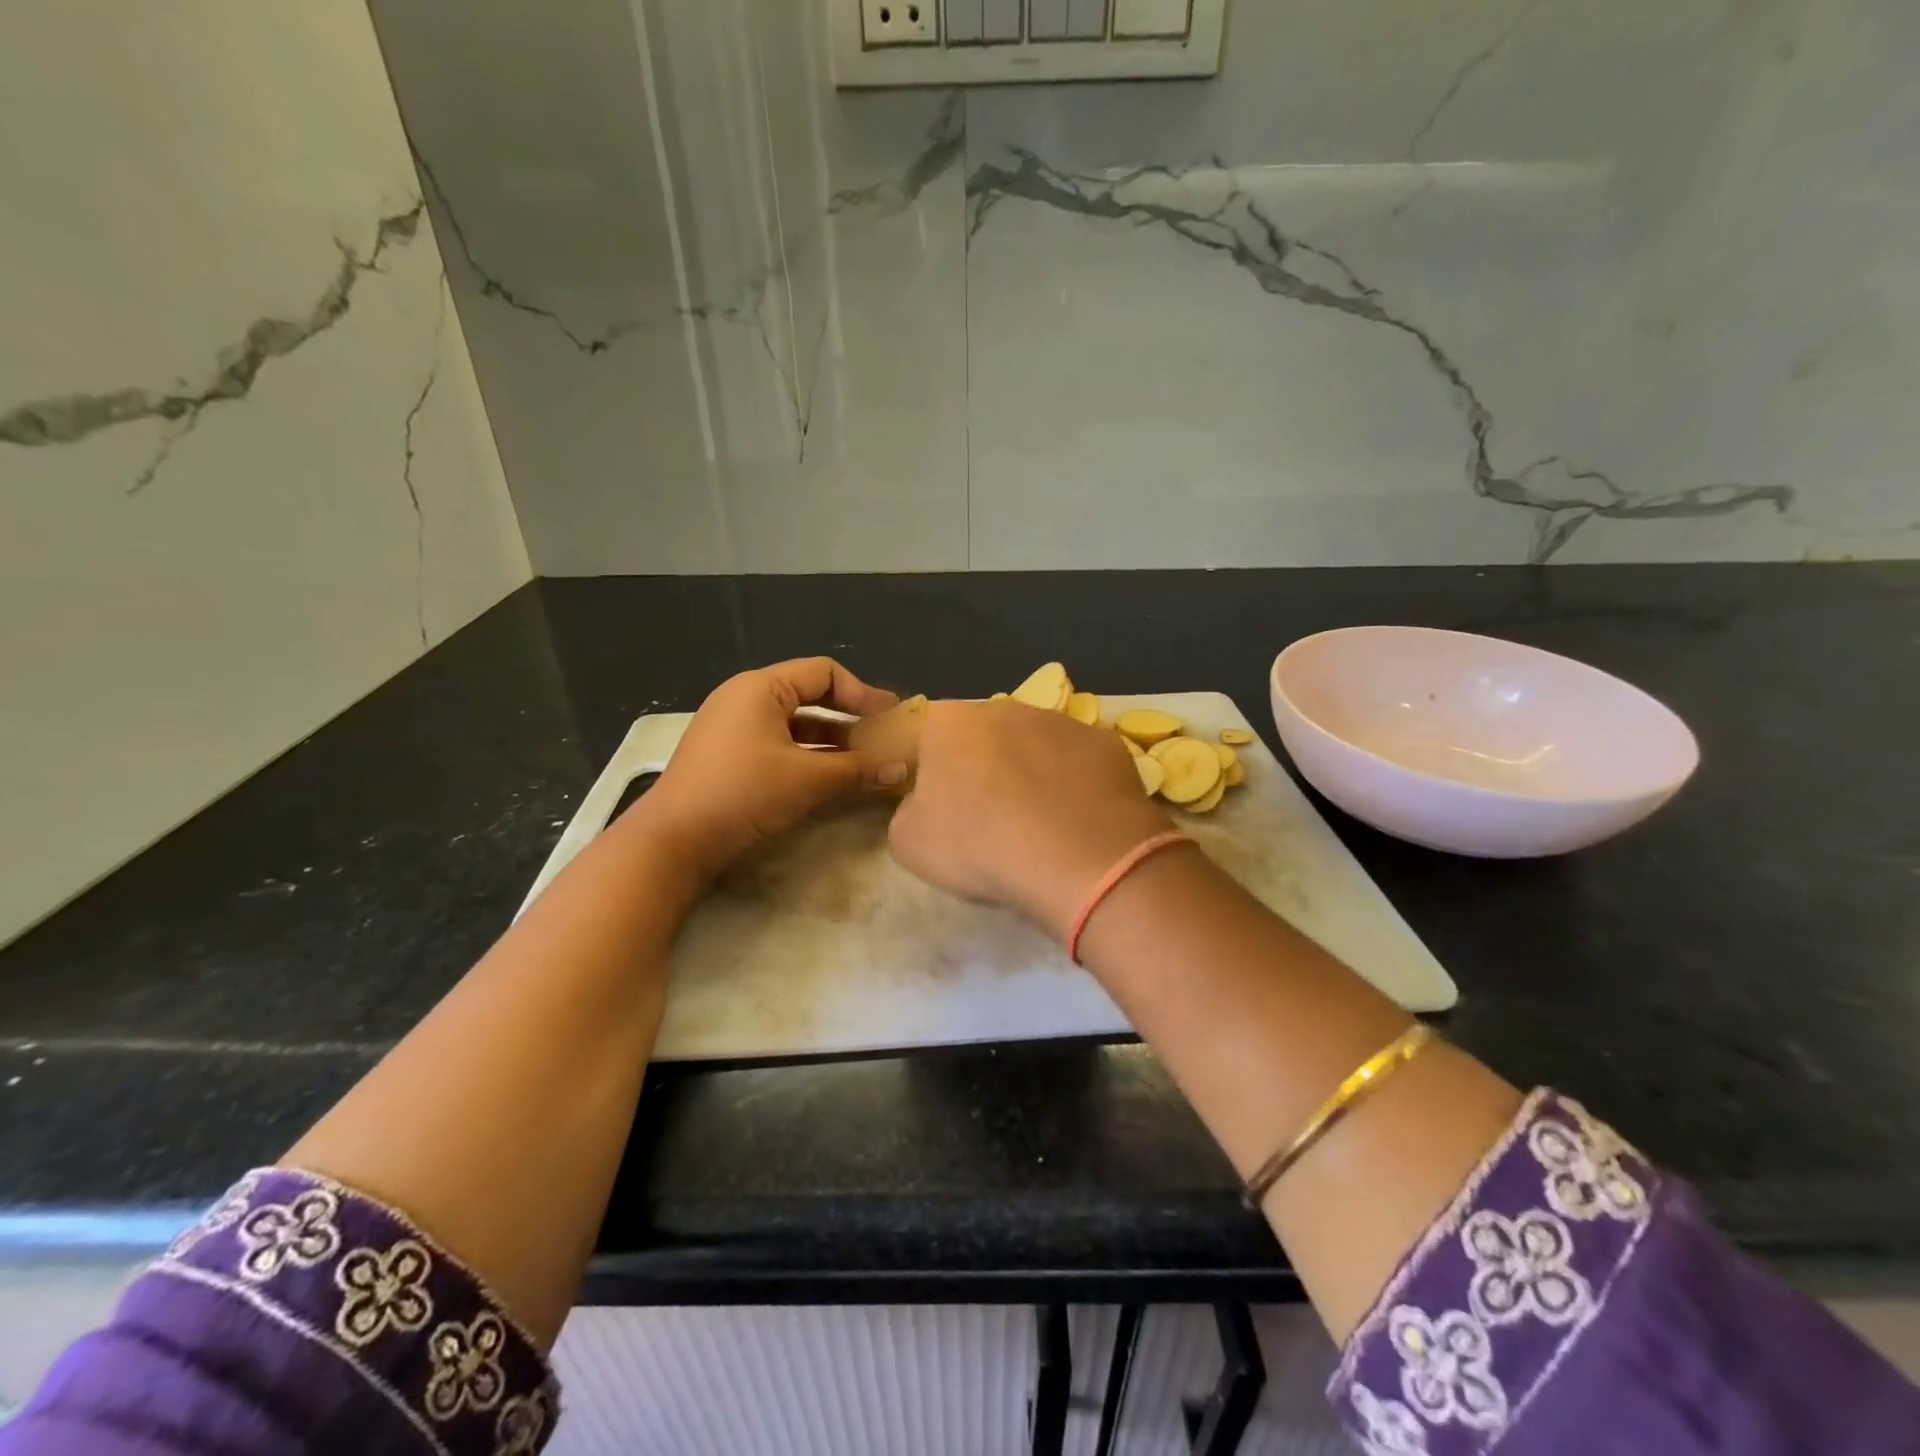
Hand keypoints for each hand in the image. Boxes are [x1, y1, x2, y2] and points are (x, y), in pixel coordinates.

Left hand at [638, 658, 902, 883]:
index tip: (891, 718)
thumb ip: (858, 769)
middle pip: (810, 696)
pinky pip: (780, 744)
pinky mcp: (730, 756)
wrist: (673, 841)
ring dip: (833, 741)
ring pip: (796, 725)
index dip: (862, 693)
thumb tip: (902, 768)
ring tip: (866, 763)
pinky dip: (809, 756)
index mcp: (761, 688)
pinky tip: (833, 778)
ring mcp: (734, 728)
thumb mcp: (807, 780)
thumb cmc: (743, 794)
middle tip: (883, 739)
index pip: (824, 673)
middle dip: (850, 718)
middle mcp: (746, 698)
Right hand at [888, 700, 1170, 939]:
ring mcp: (1061, 721)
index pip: (926, 738)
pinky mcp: (1107, 742)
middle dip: (984, 768)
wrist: (1077, 858)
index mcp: (948, 722)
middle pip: (984, 736)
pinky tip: (1078, 821)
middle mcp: (1004, 708)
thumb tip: (924, 802)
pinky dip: (1075, 785)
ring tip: (1040, 824)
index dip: (931, 773)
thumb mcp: (910, 843)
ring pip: (1035, 746)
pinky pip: (1079, 763)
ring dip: (1032, 773)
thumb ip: (907, 810)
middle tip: (989, 817)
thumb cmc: (981, 846)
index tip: (940, 808)